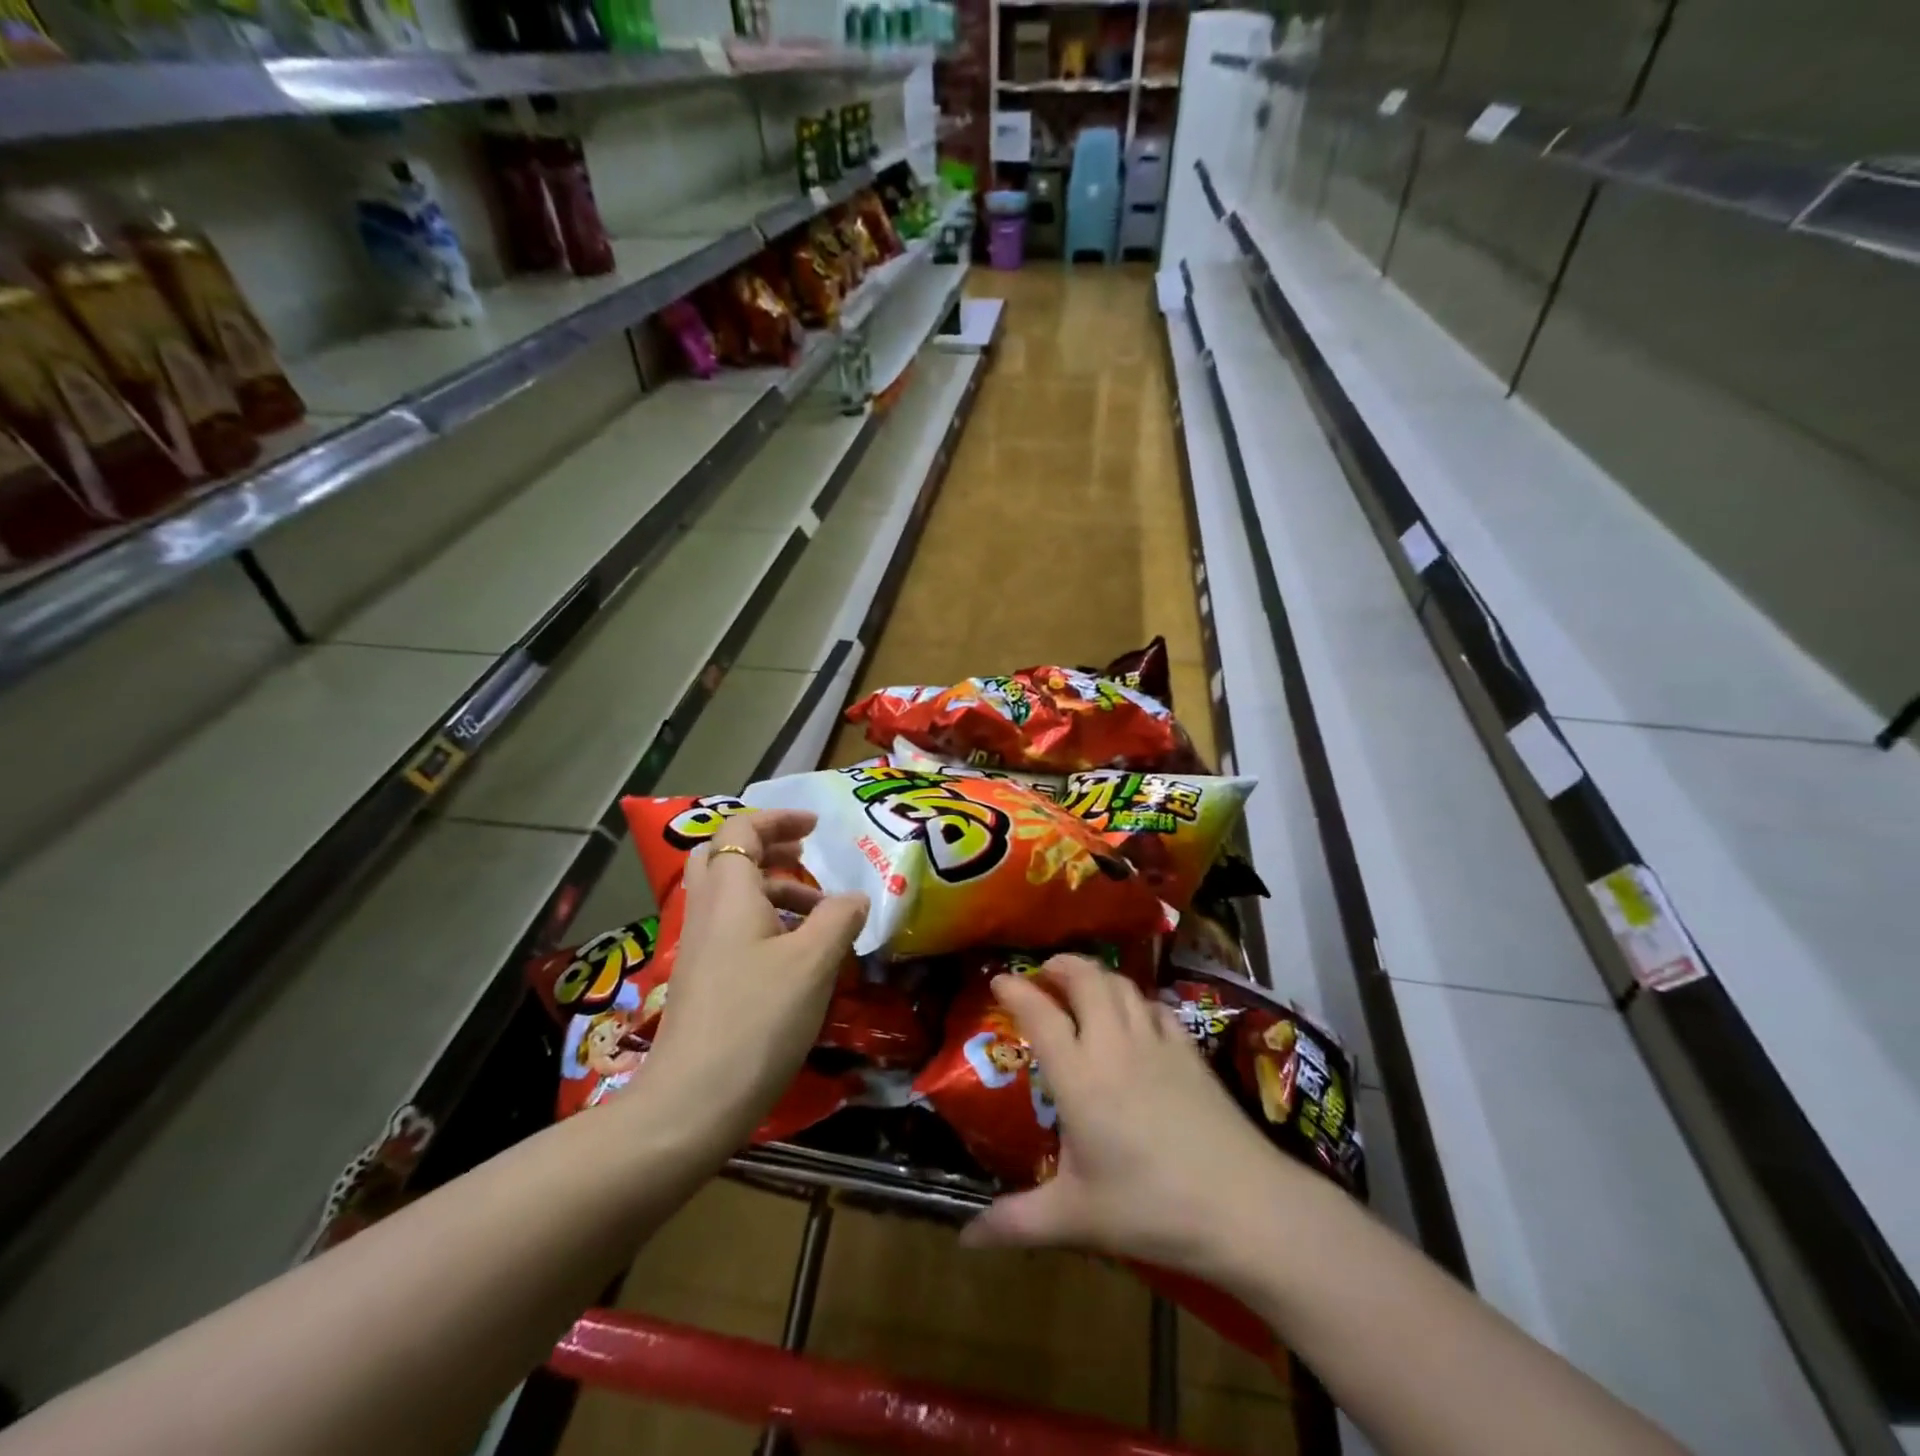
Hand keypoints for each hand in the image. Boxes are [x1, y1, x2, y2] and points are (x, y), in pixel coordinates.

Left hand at [640, 808, 867, 1145]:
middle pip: (726, 855)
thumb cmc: (758, 1018)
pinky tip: (796, 952)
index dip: (779, 819)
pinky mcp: (701, 977)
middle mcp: (706, 910)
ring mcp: (699, 946)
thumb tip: (856, 897)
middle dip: (768, 846)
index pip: (741, 830)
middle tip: (806, 855)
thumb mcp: (813, 963)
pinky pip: (732, 926)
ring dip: (772, 887)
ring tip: (818, 911)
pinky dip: (764, 920)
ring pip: (731, 894)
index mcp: (729, 893)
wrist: (692, 1102)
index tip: (816, 827)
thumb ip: (839, 918)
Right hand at [960, 954, 1303, 1281]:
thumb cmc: (1151, 1209)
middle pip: (1086, 979)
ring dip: (1097, 974)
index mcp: (1079, 1076)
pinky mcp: (1190, 1051)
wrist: (1244, 1206)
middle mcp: (1114, 1045)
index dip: (1016, 989)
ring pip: (1122, 984)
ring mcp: (1157, 1042)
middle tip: (1043, 972)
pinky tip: (1135, 1015)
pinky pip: (1156, 1006)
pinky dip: (1136, 998)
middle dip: (1060, 965)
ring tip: (1082, 984)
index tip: (999, 978)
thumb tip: (965, 1239)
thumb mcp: (1076, 1218)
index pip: (1040, 1013)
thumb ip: (1016, 1222)